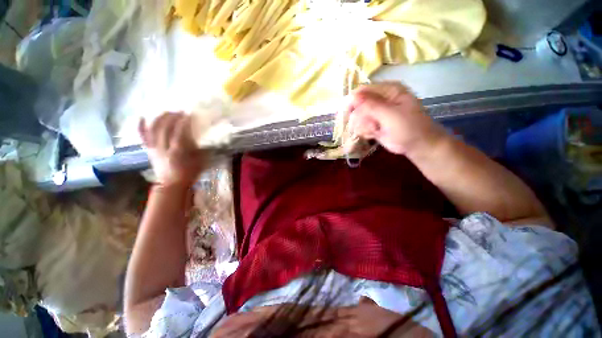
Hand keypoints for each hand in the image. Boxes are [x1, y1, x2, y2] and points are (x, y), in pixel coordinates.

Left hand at [139, 112, 207, 187]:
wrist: (171, 185)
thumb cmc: (188, 174)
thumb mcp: (198, 162)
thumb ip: (198, 149)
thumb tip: (199, 137)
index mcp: (177, 152)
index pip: (179, 133)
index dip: (183, 122)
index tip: (189, 114)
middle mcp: (163, 148)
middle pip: (164, 128)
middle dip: (172, 117)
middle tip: (179, 111)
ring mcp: (154, 149)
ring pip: (153, 130)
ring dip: (160, 119)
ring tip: (167, 112)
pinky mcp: (149, 150)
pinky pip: (143, 137)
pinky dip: (141, 126)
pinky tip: (142, 117)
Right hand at [344, 82, 446, 155]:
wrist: (418, 146)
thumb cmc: (409, 128)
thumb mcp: (390, 115)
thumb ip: (371, 105)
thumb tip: (352, 96)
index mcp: (387, 90)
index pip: (362, 91)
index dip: (353, 102)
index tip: (348, 115)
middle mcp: (380, 99)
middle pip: (357, 105)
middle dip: (361, 117)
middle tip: (370, 125)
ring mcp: (376, 112)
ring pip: (357, 117)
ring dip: (363, 126)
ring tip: (374, 130)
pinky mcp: (373, 124)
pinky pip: (361, 126)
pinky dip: (365, 131)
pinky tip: (373, 134)